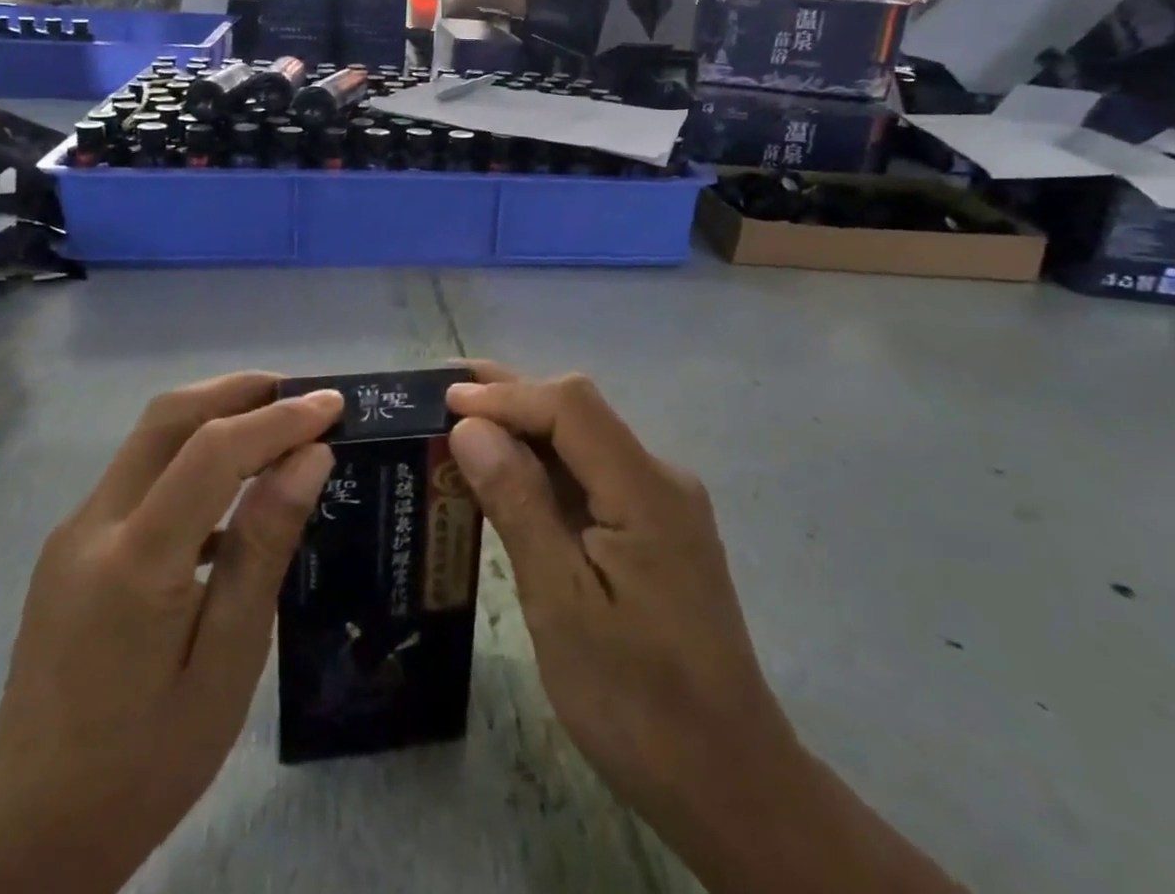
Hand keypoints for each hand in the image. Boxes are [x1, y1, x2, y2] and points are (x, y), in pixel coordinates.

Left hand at [0, 374, 342, 892]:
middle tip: (305, 395)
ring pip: (152, 436)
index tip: (335, 405)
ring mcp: (75, 532)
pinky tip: (235, 489)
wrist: (27, 834)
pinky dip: (194, 452)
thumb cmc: (146, 761)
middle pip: (169, 416)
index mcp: (134, 562)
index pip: (214, 449)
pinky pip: (142, 472)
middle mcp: (93, 525)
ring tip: (281, 426)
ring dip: (218, 413)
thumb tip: (310, 458)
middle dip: (242, 389)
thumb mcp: (228, 663)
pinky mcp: (73, 546)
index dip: (280, 418)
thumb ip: (264, 549)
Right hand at [444, 367, 795, 884]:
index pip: (571, 406)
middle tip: (446, 393)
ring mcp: (664, 505)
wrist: (729, 781)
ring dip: (527, 431)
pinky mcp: (658, 532)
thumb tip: (471, 428)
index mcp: (645, 489)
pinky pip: (596, 478)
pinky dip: (548, 469)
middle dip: (513, 397)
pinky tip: (512, 478)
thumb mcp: (561, 605)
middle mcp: (661, 479)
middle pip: (581, 414)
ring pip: (587, 443)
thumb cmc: (636, 702)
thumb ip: (519, 505)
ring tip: (465, 425)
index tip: (445, 400)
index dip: (507, 394)